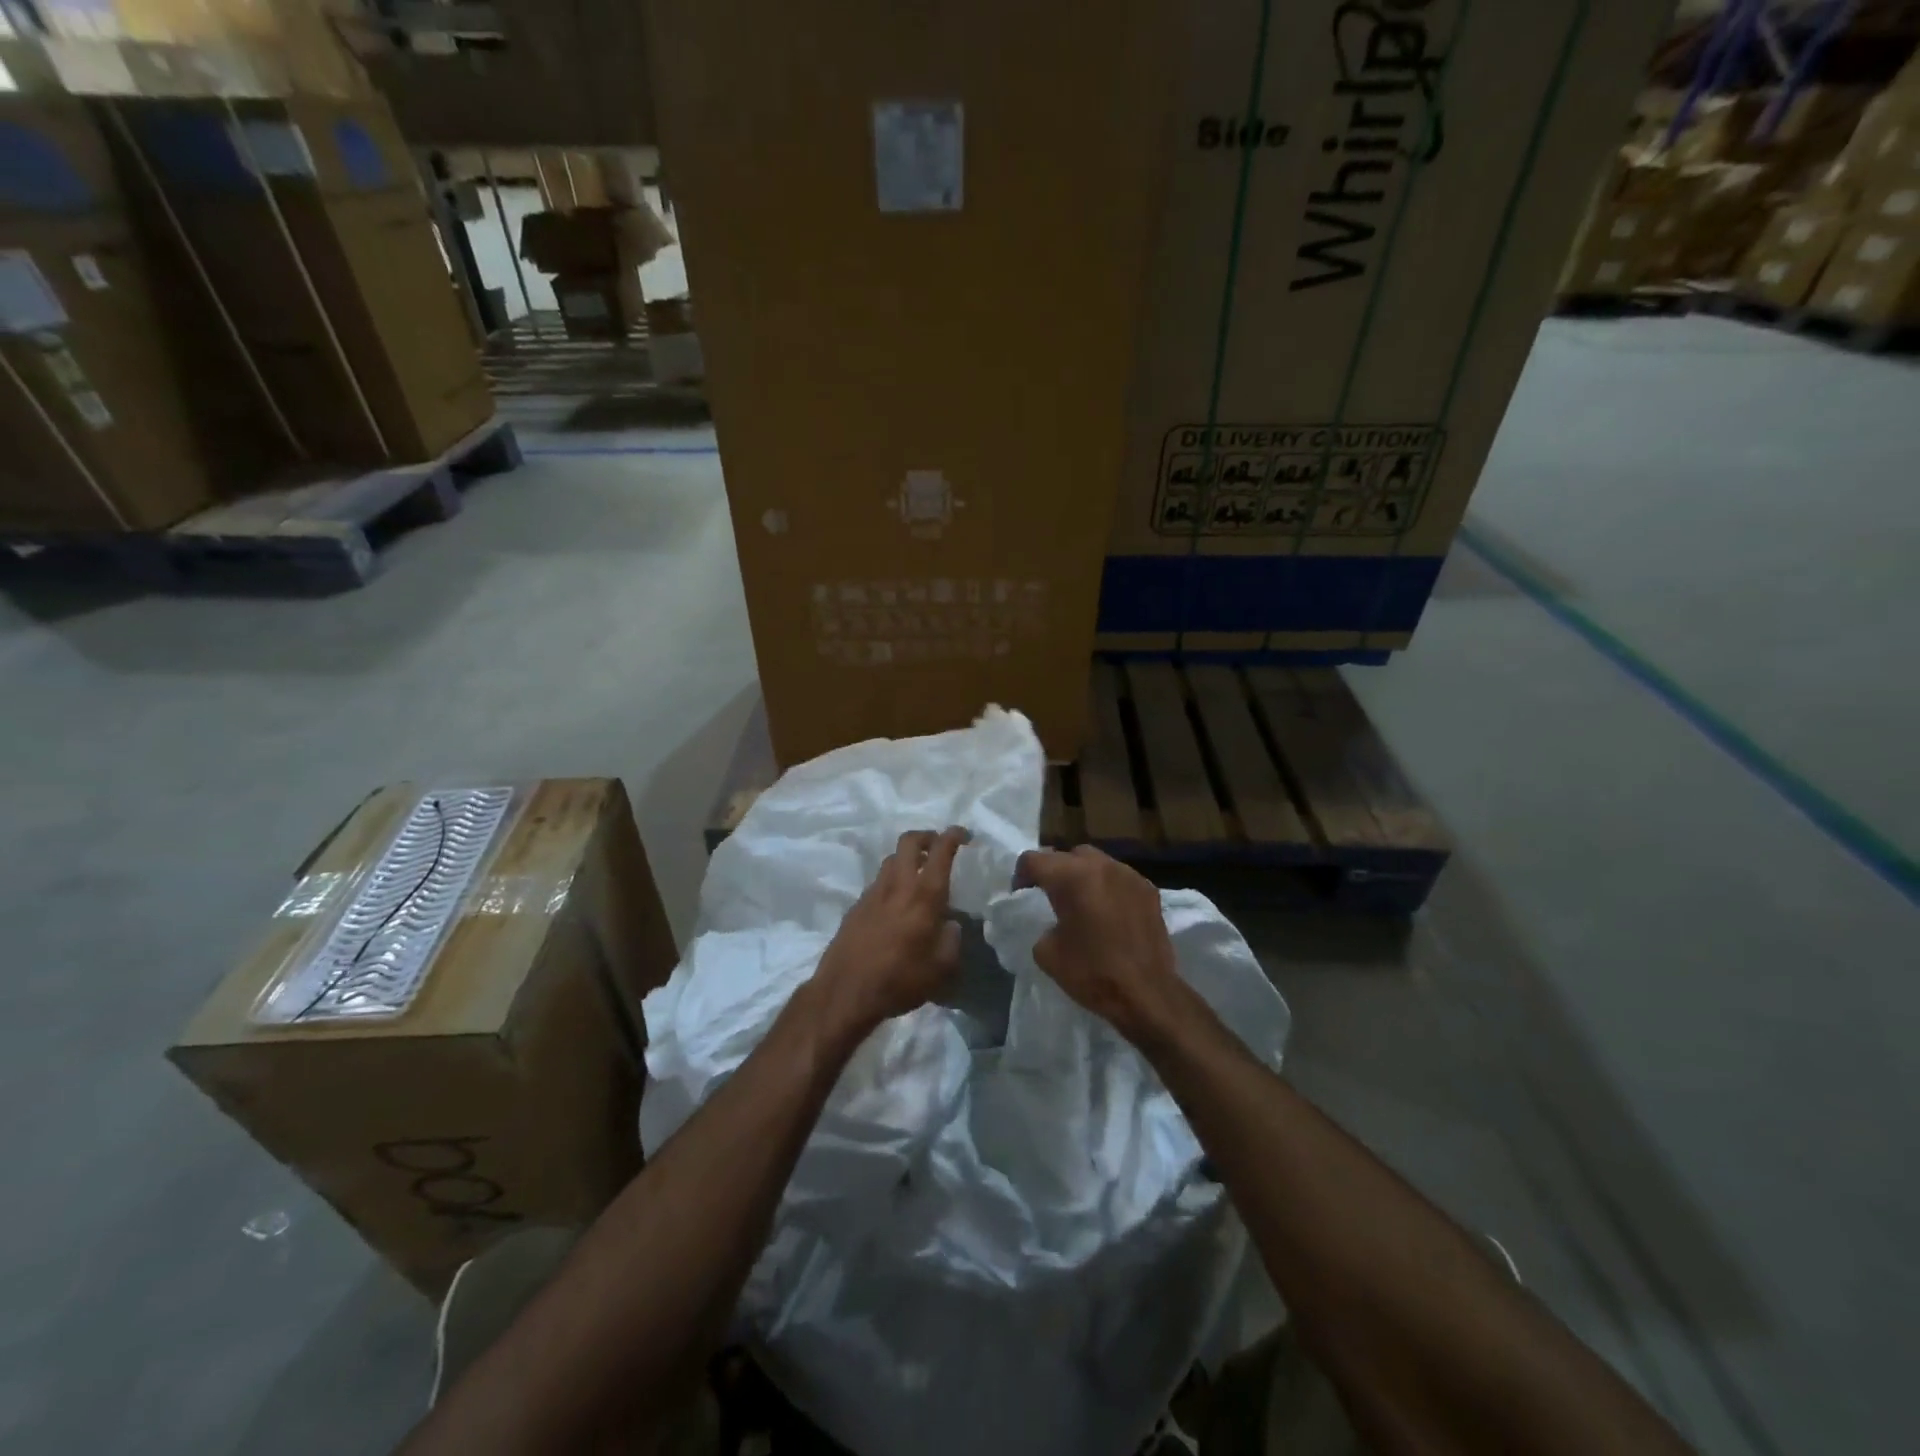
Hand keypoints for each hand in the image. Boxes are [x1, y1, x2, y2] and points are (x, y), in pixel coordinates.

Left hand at [810, 827, 968, 1040]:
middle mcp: (898, 884)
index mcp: (924, 895)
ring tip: (918, 874)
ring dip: (907, 858)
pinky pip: (878, 882)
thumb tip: (950, 925)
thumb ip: (952, 940)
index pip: (940, 850)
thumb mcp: (942, 968)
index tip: (964, 835)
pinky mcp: (856, 906)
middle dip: (926, 836)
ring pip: (891, 859)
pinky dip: (892, 881)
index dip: (954, 835)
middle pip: (909, 841)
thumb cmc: (900, 980)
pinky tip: (896, 904)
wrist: (845, 992)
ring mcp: (873, 892)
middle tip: (938, 846)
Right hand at [1016, 846, 1183, 1044]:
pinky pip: (1120, 878)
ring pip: (1097, 862)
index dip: (1021, 876)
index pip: (1033, 860)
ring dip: (1084, 876)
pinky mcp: (1149, 889)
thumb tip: (1051, 922)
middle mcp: (1100, 865)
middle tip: (1052, 897)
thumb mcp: (1046, 953)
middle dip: (1055, 871)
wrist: (1147, 993)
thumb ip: (1041, 925)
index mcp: (1070, 877)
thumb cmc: (1092, 972)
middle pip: (1067, 855)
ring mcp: (1128, 874)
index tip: (1022, 896)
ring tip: (1083, 903)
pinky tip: (1110, 913)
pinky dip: (1109, 888)